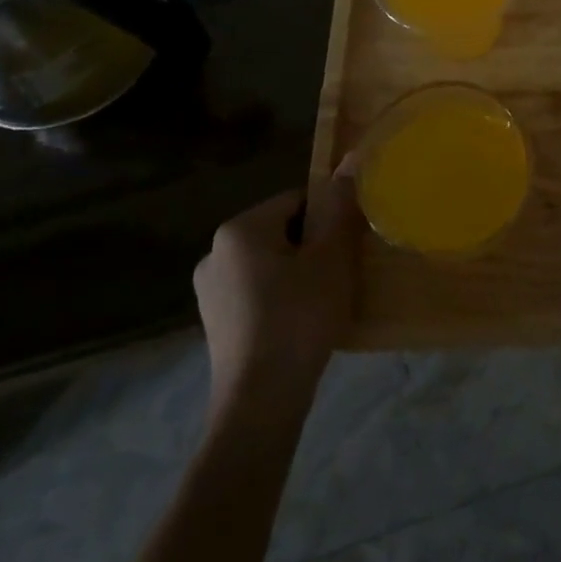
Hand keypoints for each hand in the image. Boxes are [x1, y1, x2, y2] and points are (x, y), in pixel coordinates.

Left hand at [192, 165, 360, 420]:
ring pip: (270, 264)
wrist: (260, 402)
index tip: (348, 247)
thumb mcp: (331, 258)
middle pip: (282, 231)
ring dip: (298, 274)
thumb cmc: (299, 318)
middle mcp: (215, 252)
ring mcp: (209, 290)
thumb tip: (351, 158)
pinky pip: (256, 292)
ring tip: (323, 302)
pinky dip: (280, 299)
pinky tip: (300, 324)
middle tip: (340, 275)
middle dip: (313, 247)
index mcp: (239, 229)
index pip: (297, 201)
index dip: (329, 220)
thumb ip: (340, 207)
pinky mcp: (214, 322)